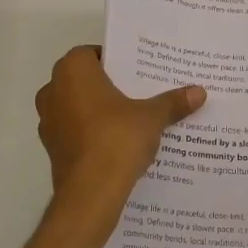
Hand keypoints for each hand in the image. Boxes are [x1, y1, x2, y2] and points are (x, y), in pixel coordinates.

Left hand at [36, 46, 203, 223]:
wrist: (91, 193)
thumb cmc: (117, 139)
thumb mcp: (152, 117)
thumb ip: (173, 102)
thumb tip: (199, 92)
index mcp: (73, 71)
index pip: (91, 53)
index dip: (114, 61)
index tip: (136, 71)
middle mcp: (53, 90)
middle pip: (83, 80)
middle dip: (107, 85)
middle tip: (138, 92)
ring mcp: (48, 121)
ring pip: (76, 106)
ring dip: (97, 110)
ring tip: (130, 119)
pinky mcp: (51, 149)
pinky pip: (74, 131)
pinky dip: (90, 133)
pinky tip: (116, 143)